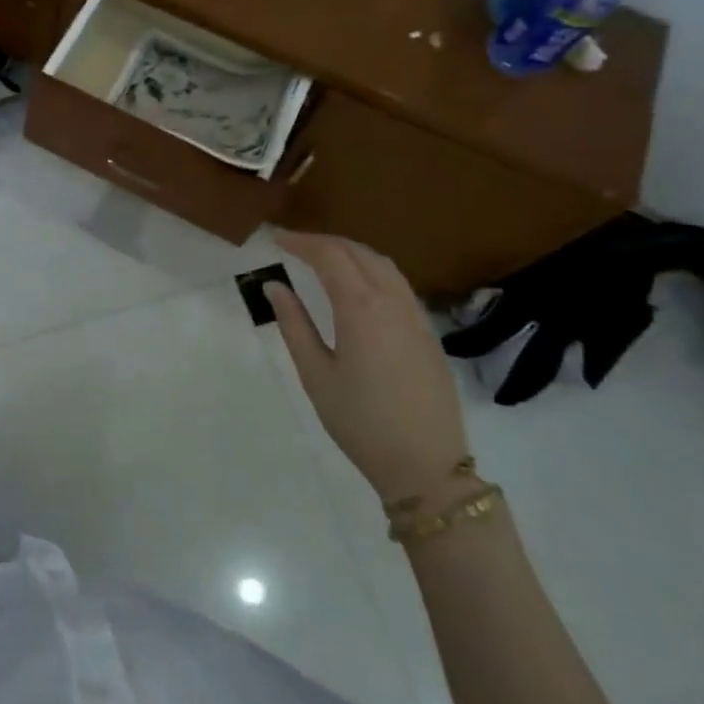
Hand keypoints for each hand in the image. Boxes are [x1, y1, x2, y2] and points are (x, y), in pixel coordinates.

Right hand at [267, 230, 469, 505]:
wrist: (425, 465)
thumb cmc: (360, 421)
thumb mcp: (315, 374)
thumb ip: (294, 324)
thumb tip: (275, 286)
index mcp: (361, 308)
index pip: (329, 256)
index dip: (301, 241)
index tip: (276, 238)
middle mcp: (393, 301)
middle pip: (358, 252)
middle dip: (325, 242)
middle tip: (294, 244)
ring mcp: (416, 316)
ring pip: (383, 265)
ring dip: (351, 252)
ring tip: (323, 258)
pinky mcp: (429, 333)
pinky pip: (398, 284)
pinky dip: (372, 271)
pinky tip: (357, 287)